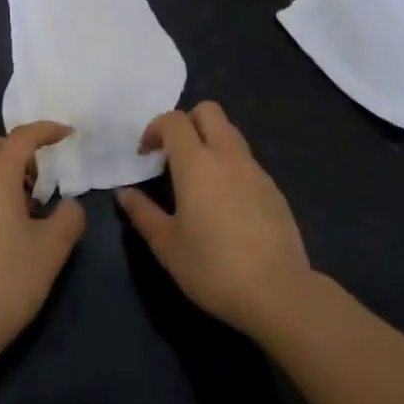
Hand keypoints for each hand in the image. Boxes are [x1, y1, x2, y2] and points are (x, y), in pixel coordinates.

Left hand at [0, 121, 85, 371]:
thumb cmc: (7, 281)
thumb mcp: (52, 249)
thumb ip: (69, 217)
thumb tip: (68, 205)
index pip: (23, 137)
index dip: (48, 130)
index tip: (67, 134)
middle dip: (20, 149)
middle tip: (42, 177)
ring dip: (2, 173)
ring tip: (24, 207)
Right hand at [118, 102, 311, 337]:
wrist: (278, 292)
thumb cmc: (213, 267)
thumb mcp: (167, 245)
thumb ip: (142, 213)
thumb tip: (125, 193)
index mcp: (197, 162)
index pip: (174, 120)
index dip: (155, 128)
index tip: (146, 155)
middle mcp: (228, 155)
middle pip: (208, 111)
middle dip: (186, 122)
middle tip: (173, 155)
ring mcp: (255, 169)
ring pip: (230, 132)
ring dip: (209, 141)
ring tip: (197, 179)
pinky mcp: (273, 188)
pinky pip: (246, 160)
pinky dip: (229, 165)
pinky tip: (225, 203)